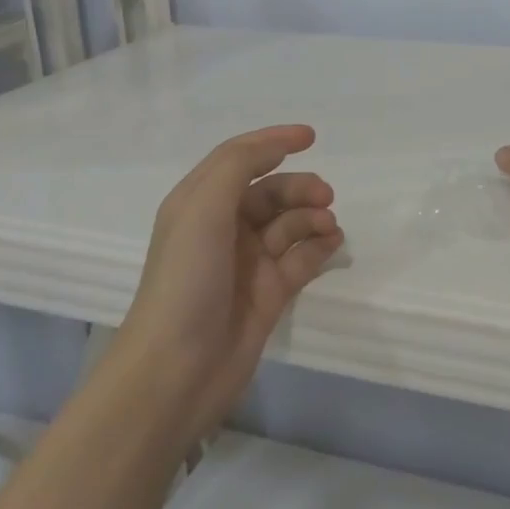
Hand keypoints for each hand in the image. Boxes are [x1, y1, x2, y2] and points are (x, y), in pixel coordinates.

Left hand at [122, 125, 343, 441]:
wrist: (176, 371)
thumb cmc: (186, 280)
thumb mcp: (203, 208)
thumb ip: (239, 164)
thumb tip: (279, 146)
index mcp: (199, 204)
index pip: (239, 159)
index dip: (273, 141)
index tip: (311, 137)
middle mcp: (223, 228)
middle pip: (271, 192)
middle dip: (300, 188)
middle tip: (326, 196)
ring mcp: (248, 263)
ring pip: (291, 224)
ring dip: (313, 217)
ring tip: (329, 226)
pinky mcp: (270, 294)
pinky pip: (302, 258)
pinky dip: (320, 246)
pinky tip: (333, 244)